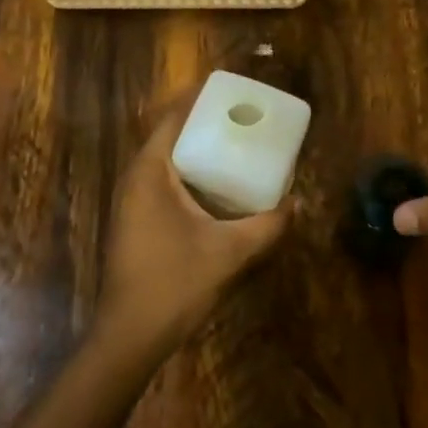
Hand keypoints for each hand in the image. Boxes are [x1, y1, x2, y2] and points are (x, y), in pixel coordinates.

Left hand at [98, 97, 291, 349]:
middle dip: (205, 124)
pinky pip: (165, 184)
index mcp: (150, 173)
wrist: (129, 336)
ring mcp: (132, 203)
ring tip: (237, 145)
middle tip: (244, 118)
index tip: (233, 91)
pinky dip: (190, 176)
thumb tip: (298, 202)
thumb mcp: (230, 251)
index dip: (201, 100)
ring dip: (198, 151)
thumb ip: (268, 225)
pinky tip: (218, 189)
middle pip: (171, 136)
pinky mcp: (136, 222)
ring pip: (167, 162)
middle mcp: (136, 179)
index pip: (174, 118)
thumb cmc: (174, 283)